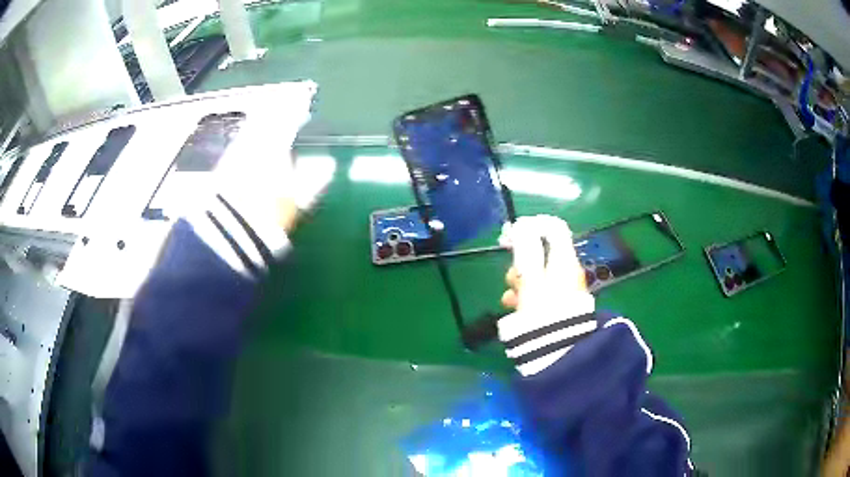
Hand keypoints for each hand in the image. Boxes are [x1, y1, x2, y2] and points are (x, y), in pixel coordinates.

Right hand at [498, 215, 593, 333]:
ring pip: (538, 274)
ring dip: (521, 282)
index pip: (554, 228)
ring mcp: (565, 289)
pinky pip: (541, 292)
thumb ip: (526, 250)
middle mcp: (568, 271)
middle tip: (510, 277)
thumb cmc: (543, 310)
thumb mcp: (530, 278)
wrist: (559, 350)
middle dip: (521, 262)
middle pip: (542, 253)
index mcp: (564, 259)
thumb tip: (522, 225)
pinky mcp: (560, 305)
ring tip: (510, 299)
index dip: (532, 225)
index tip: (511, 235)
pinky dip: (527, 295)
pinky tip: (516, 308)